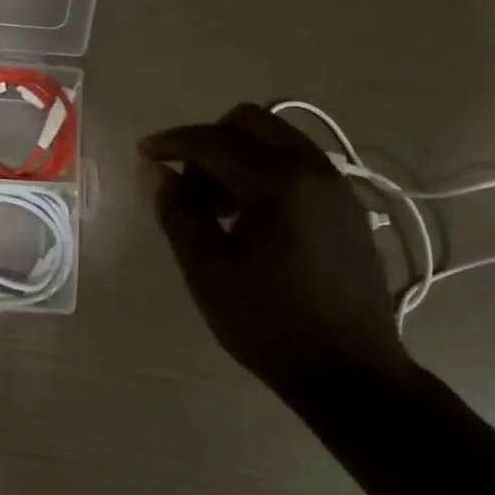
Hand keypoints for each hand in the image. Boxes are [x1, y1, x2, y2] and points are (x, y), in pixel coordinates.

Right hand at [140, 104, 409, 388]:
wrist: (351, 372)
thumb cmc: (270, 324)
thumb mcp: (208, 271)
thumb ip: (179, 212)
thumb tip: (156, 172)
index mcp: (278, 182)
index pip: (213, 141)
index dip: (171, 142)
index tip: (143, 154)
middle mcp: (313, 168)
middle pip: (251, 121)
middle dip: (209, 140)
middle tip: (186, 183)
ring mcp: (336, 185)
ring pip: (277, 138)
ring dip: (239, 154)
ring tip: (216, 204)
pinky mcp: (347, 205)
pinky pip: (298, 162)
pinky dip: (266, 169)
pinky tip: (251, 215)